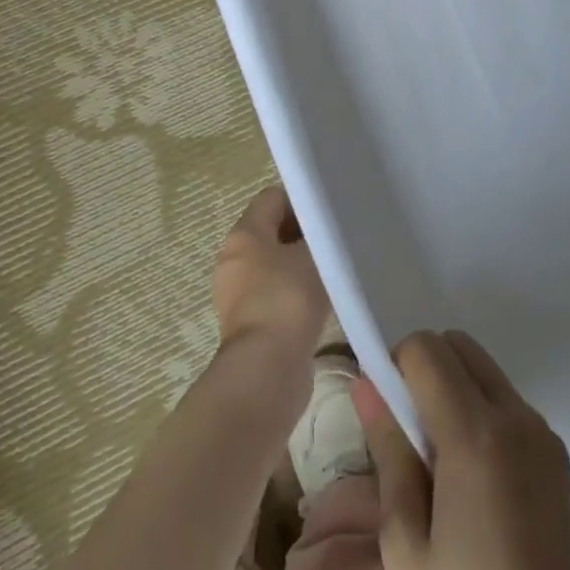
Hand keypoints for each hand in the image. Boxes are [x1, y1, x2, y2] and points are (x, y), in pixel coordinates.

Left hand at [211, 184, 329, 353]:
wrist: (267, 370)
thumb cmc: (288, 299)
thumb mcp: (314, 255)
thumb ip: (320, 234)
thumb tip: (325, 229)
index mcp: (243, 235)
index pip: (272, 198)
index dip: (301, 200)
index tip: (329, 213)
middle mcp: (234, 260)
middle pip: (271, 231)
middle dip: (302, 233)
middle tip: (335, 240)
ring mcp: (238, 295)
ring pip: (274, 265)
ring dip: (300, 266)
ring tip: (333, 271)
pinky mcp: (250, 325)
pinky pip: (276, 295)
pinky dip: (296, 294)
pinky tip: (322, 301)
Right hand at [352, 330, 569, 569]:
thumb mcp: (405, 544)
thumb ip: (388, 449)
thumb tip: (365, 381)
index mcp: (479, 435)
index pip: (428, 349)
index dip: (396, 365)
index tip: (384, 408)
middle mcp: (520, 419)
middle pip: (461, 346)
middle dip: (426, 369)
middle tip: (407, 435)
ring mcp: (547, 438)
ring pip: (488, 372)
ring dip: (456, 390)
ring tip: (439, 466)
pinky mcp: (561, 461)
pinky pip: (512, 406)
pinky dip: (483, 413)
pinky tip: (473, 483)